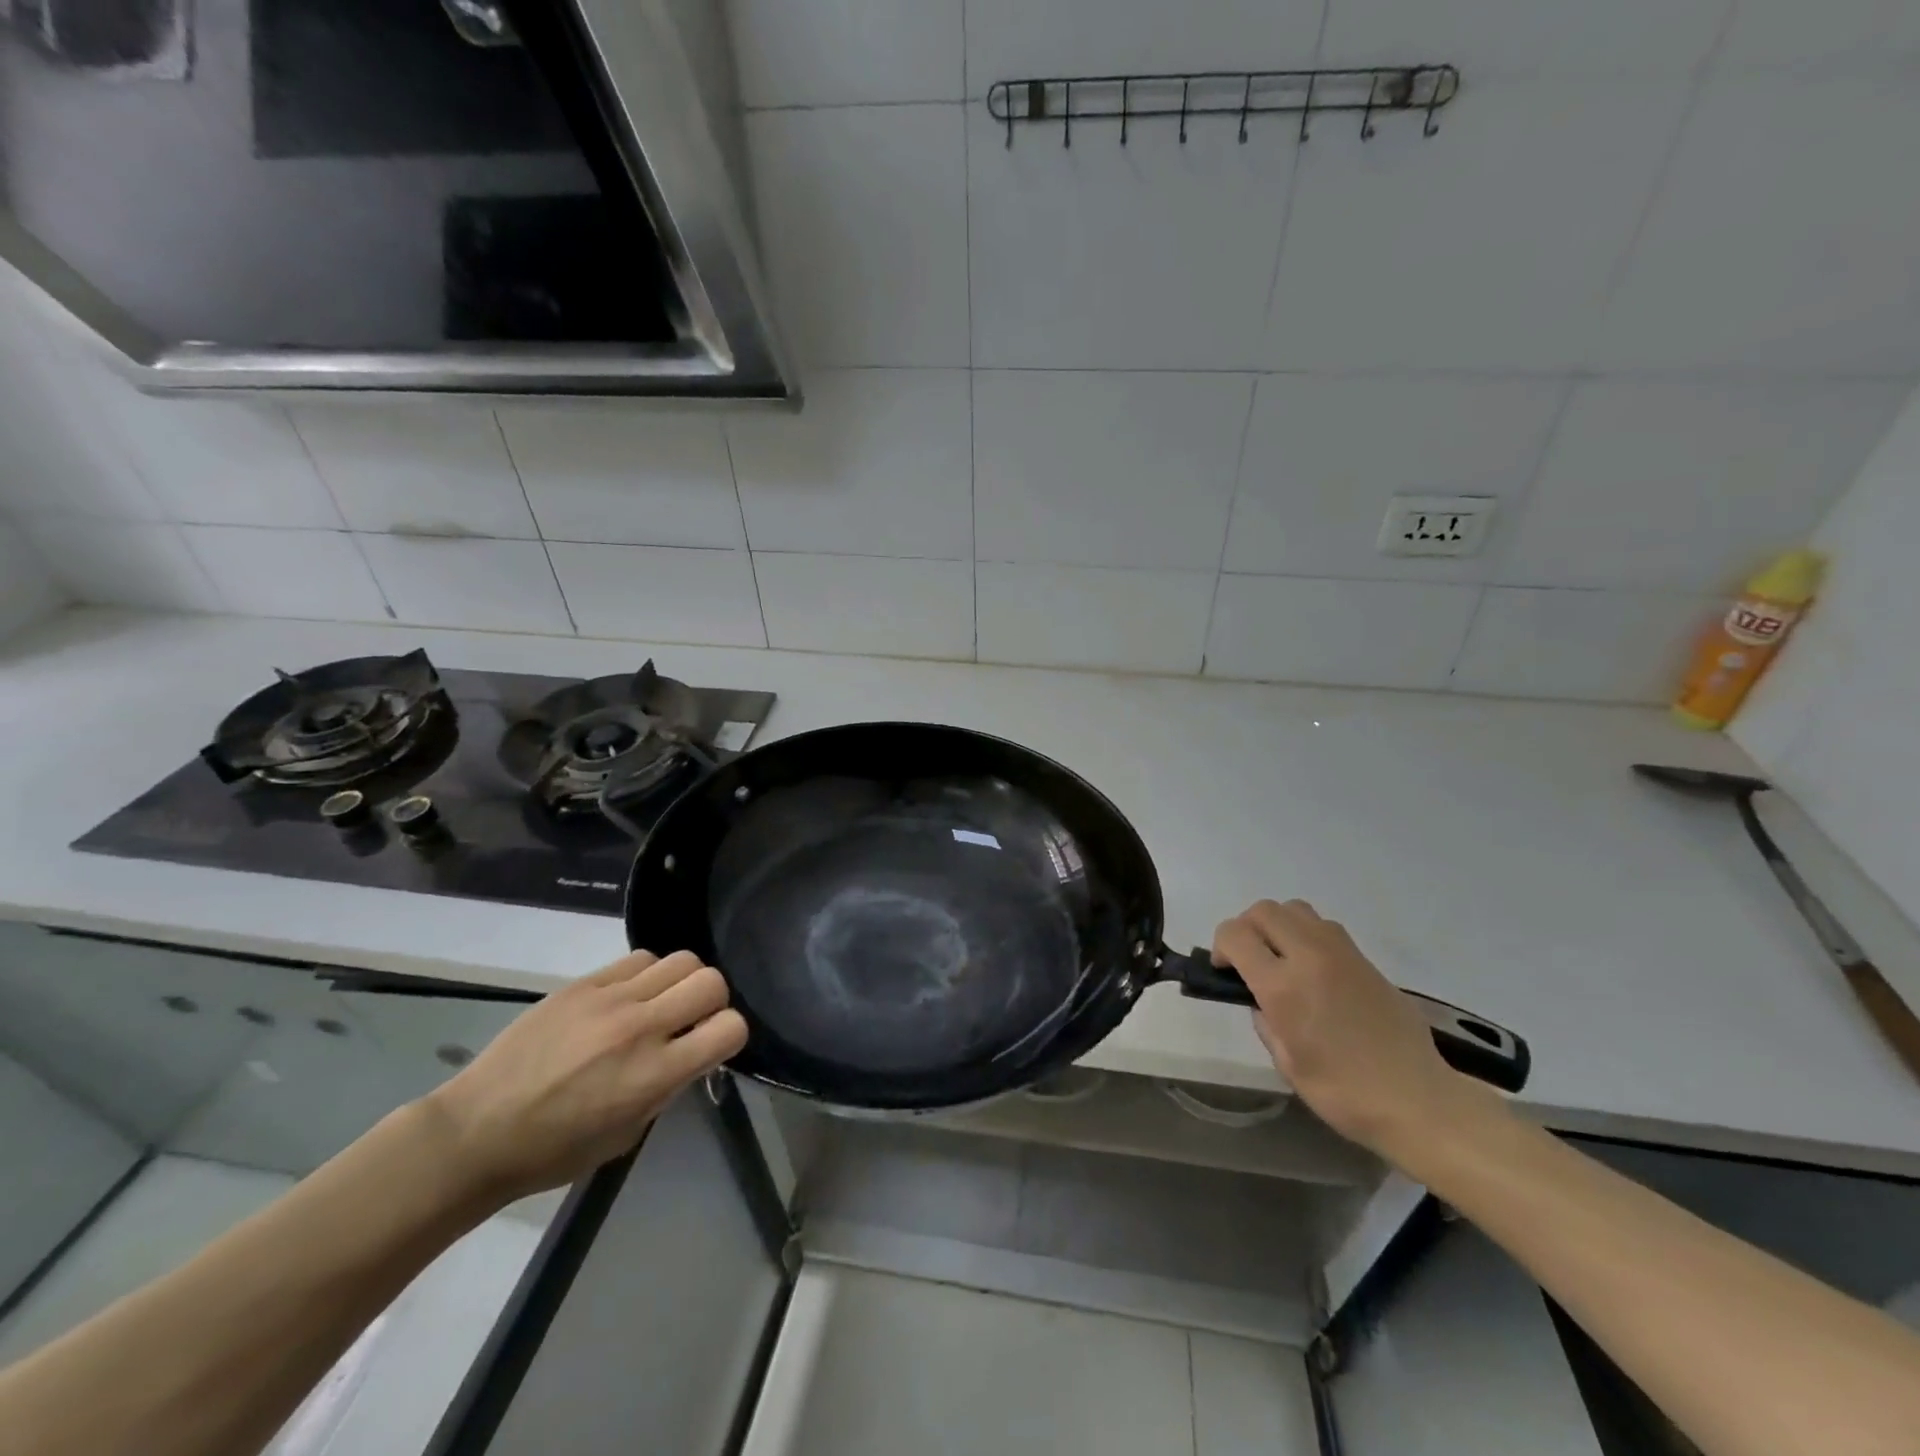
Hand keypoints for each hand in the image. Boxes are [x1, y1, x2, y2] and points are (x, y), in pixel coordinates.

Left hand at [422, 950, 747, 1204]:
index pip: (730, 1027)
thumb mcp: (627, 1134)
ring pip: (681, 959)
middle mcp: (641, 1028)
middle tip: (690, 1020)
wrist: (475, 1133)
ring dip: (681, 981)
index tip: (712, 1045)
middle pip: (711, 981)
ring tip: (660, 1003)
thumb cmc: (553, 1152)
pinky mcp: (583, 984)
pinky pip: (638, 959)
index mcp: (655, 1074)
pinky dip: (646, 974)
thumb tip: (690, 1053)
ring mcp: (610, 1000)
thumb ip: (668, 1087)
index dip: (731, 1034)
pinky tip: (629, 996)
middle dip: (713, 1000)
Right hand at [1213, 900, 1495, 1159]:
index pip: (1235, 935)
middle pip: (1264, 911)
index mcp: (1283, 986)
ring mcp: (1343, 953)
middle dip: (1246, 928)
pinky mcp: (1367, 960)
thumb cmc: (1344, 1092)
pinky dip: (1307, 936)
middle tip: (1249, 961)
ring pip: (1296, 909)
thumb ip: (1265, 1020)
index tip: (1225, 971)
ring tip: (1282, 959)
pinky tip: (1314, 971)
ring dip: (1278, 926)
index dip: (1221, 947)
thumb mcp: (1286, 1063)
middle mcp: (1311, 957)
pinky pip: (1325, 928)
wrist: (1419, 1101)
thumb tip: (1261, 999)